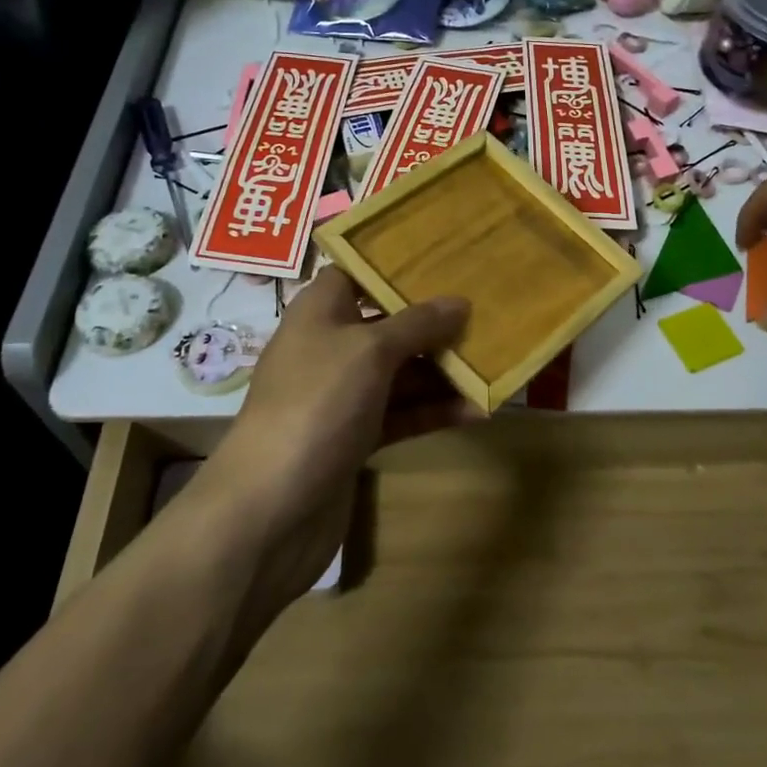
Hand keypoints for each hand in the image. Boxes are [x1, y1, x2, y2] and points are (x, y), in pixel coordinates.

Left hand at [181, 268, 470, 607]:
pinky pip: (401, 414)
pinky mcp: (354, 438)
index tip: (444, 259)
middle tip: (487, 310)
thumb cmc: (317, 403)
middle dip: (434, 321)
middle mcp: (329, 348)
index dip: (395, 264)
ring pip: (400, 372)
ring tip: (494, 361)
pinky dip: (434, 411)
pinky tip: (478, 410)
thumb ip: (417, 324)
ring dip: (442, 370)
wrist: (272, 507)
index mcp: (320, 312)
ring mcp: (342, 396)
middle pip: (387, 324)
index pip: (357, 273)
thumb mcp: (370, 351)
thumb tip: (459, 302)